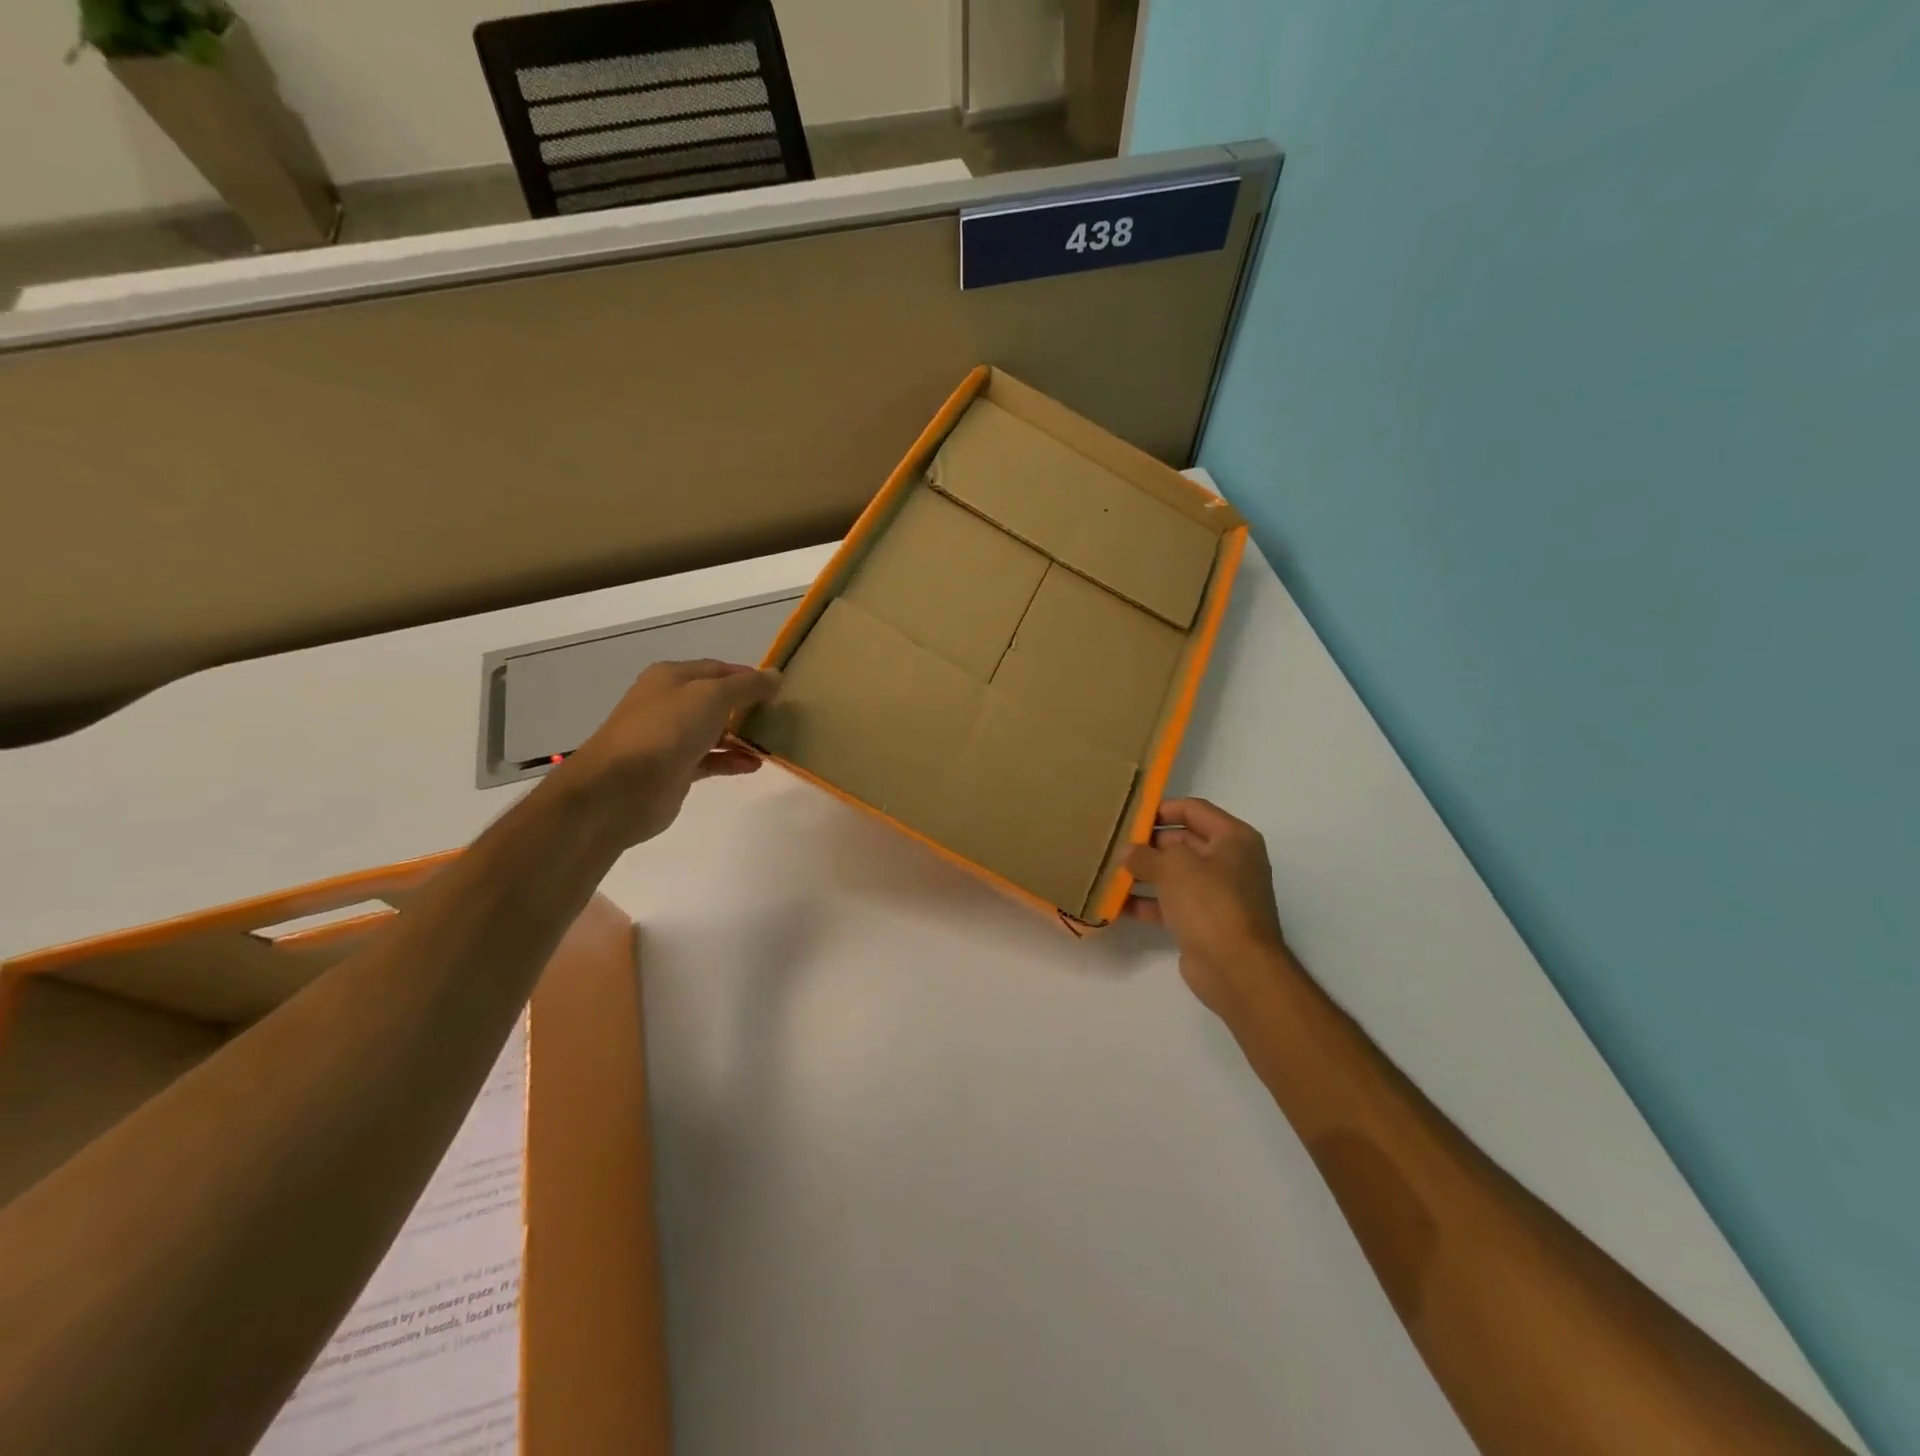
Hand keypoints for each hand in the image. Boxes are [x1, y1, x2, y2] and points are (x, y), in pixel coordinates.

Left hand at [554, 659, 779, 849]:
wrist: (621, 787)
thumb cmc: (666, 730)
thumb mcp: (712, 697)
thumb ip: (747, 686)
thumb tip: (776, 676)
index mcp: (672, 677)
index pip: (719, 669)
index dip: (749, 676)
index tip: (779, 689)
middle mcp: (669, 703)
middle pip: (716, 700)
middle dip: (747, 707)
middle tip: (780, 716)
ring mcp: (670, 738)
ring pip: (714, 731)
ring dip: (743, 736)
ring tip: (772, 742)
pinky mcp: (675, 769)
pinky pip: (711, 760)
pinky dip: (732, 760)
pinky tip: (754, 765)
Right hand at [1126, 798, 1289, 1019]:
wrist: (1237, 969)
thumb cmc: (1211, 903)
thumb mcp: (1173, 867)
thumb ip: (1145, 854)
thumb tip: (1127, 852)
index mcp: (1233, 838)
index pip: (1193, 809)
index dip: (1160, 809)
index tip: (1127, 816)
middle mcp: (1229, 862)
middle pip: (1182, 841)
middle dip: (1147, 844)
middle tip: (1111, 843)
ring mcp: (1217, 894)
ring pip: (1173, 875)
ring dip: (1142, 873)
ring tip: (1106, 870)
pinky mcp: (1203, 922)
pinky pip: (1170, 904)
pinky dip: (1145, 903)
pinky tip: (1114, 904)